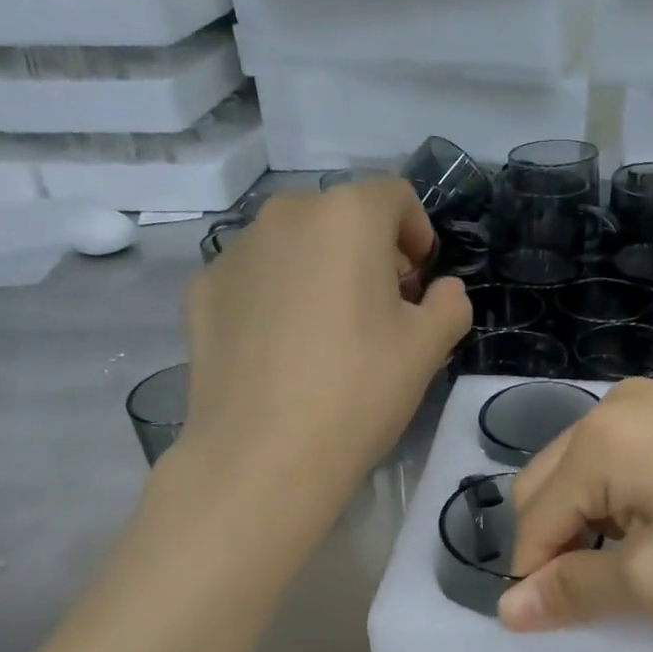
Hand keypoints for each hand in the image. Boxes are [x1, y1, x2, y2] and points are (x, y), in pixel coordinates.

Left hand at [175, 182, 470, 485]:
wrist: (264, 455)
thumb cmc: (359, 392)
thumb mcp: (429, 349)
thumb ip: (450, 304)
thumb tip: (441, 290)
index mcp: (347, 217)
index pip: (395, 196)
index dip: (418, 234)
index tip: (420, 282)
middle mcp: (285, 215)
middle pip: (341, 217)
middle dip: (369, 253)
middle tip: (381, 312)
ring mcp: (235, 251)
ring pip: (294, 246)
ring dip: (321, 272)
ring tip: (328, 335)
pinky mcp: (202, 290)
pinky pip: (256, 278)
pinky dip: (277, 296)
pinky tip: (283, 351)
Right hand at [499, 380, 652, 631]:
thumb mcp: (652, 584)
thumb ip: (571, 591)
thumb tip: (506, 610)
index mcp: (598, 440)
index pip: (532, 518)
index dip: (536, 576)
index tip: (564, 620)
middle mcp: (616, 405)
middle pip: (548, 483)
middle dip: (559, 540)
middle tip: (608, 587)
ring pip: (585, 469)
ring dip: (589, 518)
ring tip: (638, 558)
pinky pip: (625, 455)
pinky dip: (623, 495)